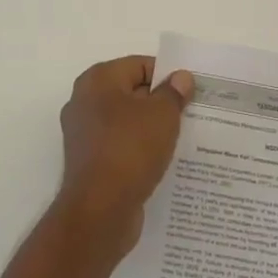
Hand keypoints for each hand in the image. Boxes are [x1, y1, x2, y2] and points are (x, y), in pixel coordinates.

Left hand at [57, 56, 194, 256]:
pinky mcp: (90, 162)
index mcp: (98, 80)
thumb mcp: (162, 116)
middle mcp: (85, 102)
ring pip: (127, 122)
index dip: (168, 76)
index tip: (193, 91)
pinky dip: (140, 150)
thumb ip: (173, 93)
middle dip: (162, 102)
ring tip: (184, 137)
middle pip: (132, 92)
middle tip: (193, 113)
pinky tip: (164, 160)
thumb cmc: (130, 150)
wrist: (99, 212)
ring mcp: (84, 134)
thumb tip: (181, 77)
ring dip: (152, 128)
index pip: (140, 65)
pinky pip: (121, 146)